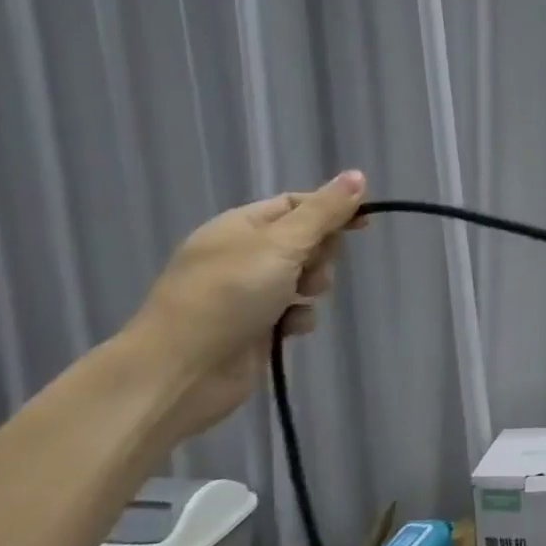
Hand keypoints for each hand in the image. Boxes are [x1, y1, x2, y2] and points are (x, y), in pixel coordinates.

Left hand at [127, 170, 368, 433]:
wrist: (181, 371)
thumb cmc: (229, 295)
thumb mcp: (282, 244)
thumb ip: (324, 212)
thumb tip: (358, 175)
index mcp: (241, 226)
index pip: (296, 204)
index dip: (331, 209)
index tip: (364, 223)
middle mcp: (242, 255)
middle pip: (303, 241)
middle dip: (320, 254)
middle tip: (312, 269)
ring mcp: (246, 293)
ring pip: (302, 278)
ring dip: (312, 287)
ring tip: (301, 300)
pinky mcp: (254, 328)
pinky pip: (293, 312)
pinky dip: (298, 318)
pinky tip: (290, 329)